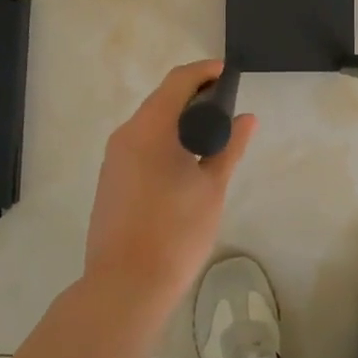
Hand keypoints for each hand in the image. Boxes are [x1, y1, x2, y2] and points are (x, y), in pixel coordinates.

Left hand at [84, 60, 257, 314]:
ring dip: (179, 119)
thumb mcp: (212, 187)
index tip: (230, 74)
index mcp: (150, 128)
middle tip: (227, 106)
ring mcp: (114, 158)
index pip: (178, 81)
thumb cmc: (175, 232)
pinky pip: (140, 144)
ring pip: (150, 123)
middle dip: (194, 95)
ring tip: (212, 134)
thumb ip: (229, 147)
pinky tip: (186, 160)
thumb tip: (247, 118)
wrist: (125, 286)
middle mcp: (126, 134)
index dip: (205, 72)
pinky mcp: (111, 179)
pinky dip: (165, 139)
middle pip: (162, 99)